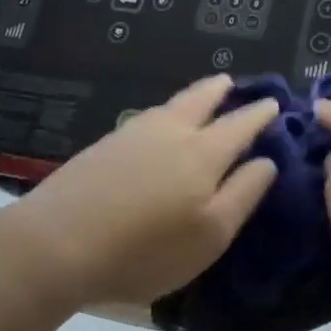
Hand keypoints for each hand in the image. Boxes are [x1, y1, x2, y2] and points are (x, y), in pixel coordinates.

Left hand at [1, 74, 281, 311]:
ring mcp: (133, 135)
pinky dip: (165, 112)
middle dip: (220, 90)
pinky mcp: (104, 146)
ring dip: (192, 97)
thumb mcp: (211, 234)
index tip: (274, 103)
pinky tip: (159, 123)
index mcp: (204, 153)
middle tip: (231, 81)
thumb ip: (243, 193)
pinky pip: (148, 118)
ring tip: (201, 96)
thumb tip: (266, 161)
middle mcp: (171, 132)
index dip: (260, 114)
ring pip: (171, 105)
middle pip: (201, 100)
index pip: (240, 125)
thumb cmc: (146, 248)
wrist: (56, 243)